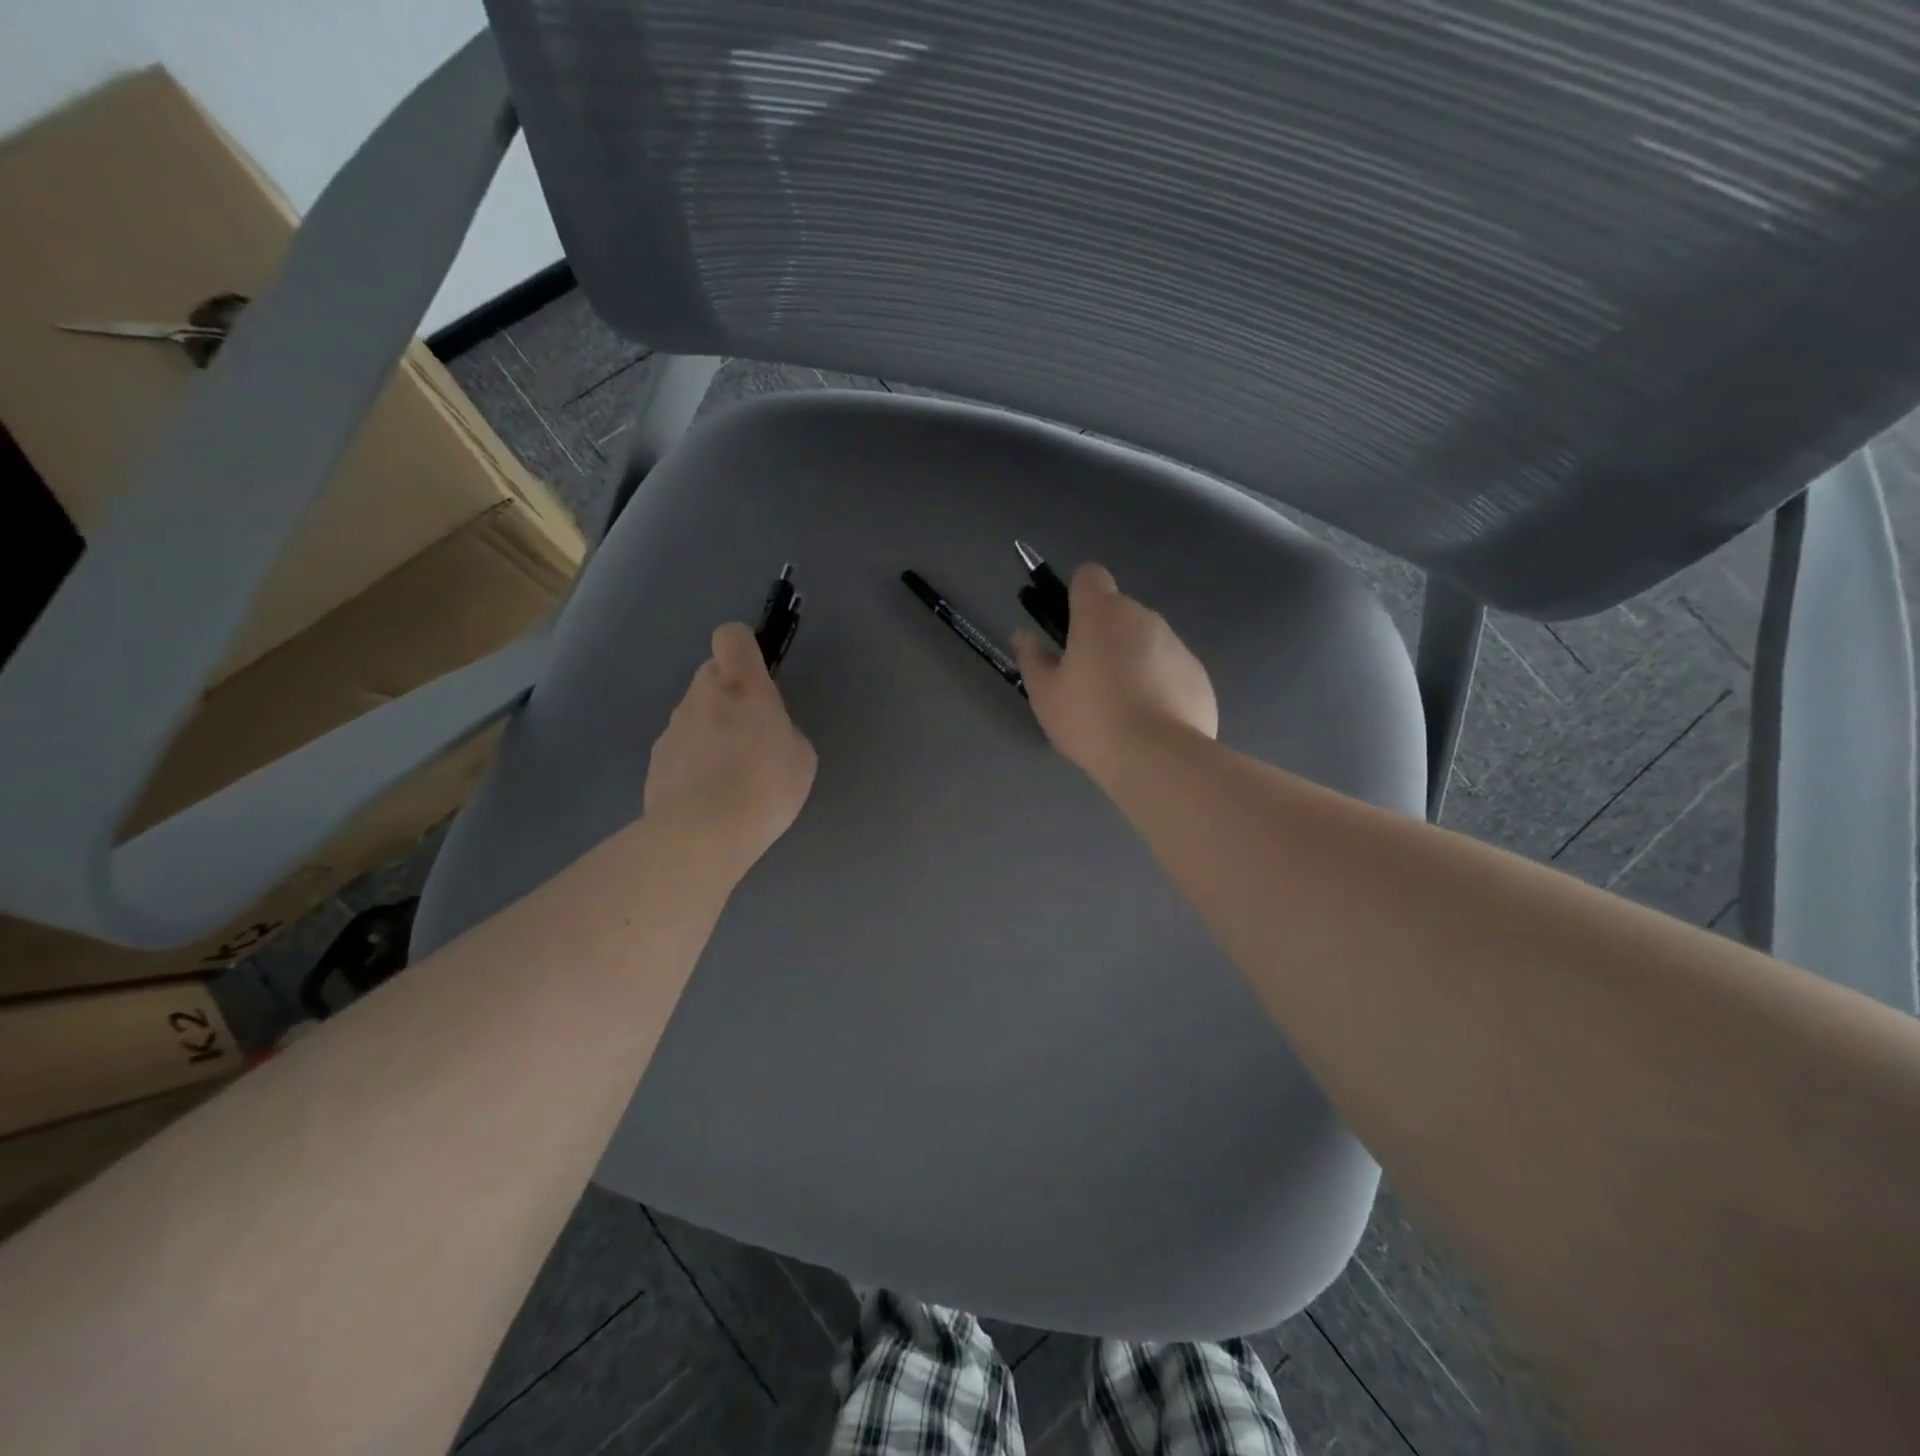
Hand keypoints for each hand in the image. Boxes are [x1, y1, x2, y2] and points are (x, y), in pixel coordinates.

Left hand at [644, 624, 817, 877]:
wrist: (702, 834)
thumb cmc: (765, 787)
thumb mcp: (801, 756)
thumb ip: (783, 730)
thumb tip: (768, 732)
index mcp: (742, 686)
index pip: (732, 637)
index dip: (744, 648)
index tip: (758, 675)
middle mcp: (701, 695)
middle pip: (711, 674)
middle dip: (729, 694)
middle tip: (751, 733)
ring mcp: (673, 728)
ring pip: (694, 712)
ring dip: (710, 729)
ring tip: (729, 774)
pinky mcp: (655, 760)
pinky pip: (681, 747)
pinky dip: (693, 761)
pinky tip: (707, 796)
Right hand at [1013, 563, 1217, 788]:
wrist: (1157, 758)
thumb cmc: (1090, 719)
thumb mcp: (1045, 695)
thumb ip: (1032, 658)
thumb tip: (1024, 636)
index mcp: (1101, 613)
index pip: (1090, 576)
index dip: (1077, 596)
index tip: (1069, 629)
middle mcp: (1144, 618)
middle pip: (1119, 612)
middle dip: (1105, 636)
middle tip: (1088, 680)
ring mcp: (1177, 645)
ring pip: (1148, 642)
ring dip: (1134, 661)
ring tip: (1121, 708)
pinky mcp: (1199, 676)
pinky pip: (1171, 670)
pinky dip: (1160, 686)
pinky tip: (1150, 722)